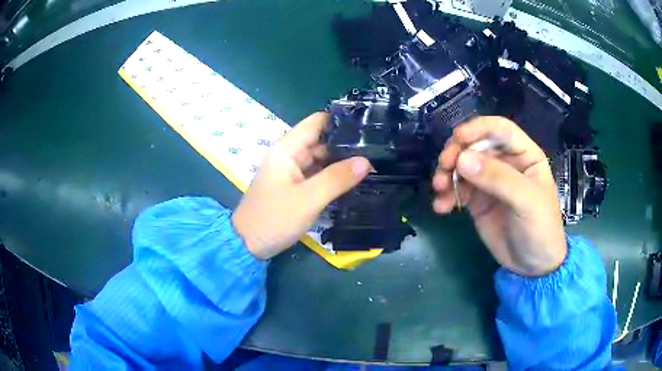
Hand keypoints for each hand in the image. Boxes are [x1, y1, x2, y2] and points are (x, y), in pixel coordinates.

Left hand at [232, 112, 370, 259]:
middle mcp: (289, 155)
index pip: (317, 121)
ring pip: (321, 158)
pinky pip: (317, 174)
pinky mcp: (294, 186)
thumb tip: (366, 161)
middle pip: (321, 140)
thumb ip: (337, 178)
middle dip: (346, 143)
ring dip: (342, 161)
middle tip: (377, 149)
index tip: (368, 126)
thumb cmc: (274, 218)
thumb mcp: (308, 199)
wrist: (247, 244)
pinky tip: (353, 179)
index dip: (341, 121)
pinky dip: (333, 175)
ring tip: (373, 162)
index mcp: (287, 149)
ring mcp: (291, 171)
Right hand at [432, 117, 566, 276]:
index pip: (500, 129)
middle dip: (457, 153)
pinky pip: (457, 190)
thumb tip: (462, 159)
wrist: (532, 266)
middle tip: (444, 168)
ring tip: (439, 189)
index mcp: (523, 155)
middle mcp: (505, 162)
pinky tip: (441, 207)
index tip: (458, 138)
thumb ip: (498, 178)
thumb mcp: (526, 201)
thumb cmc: (540, 228)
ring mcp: (490, 181)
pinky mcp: (477, 200)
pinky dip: (446, 195)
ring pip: (462, 166)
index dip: (479, 128)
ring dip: (447, 174)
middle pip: (475, 145)